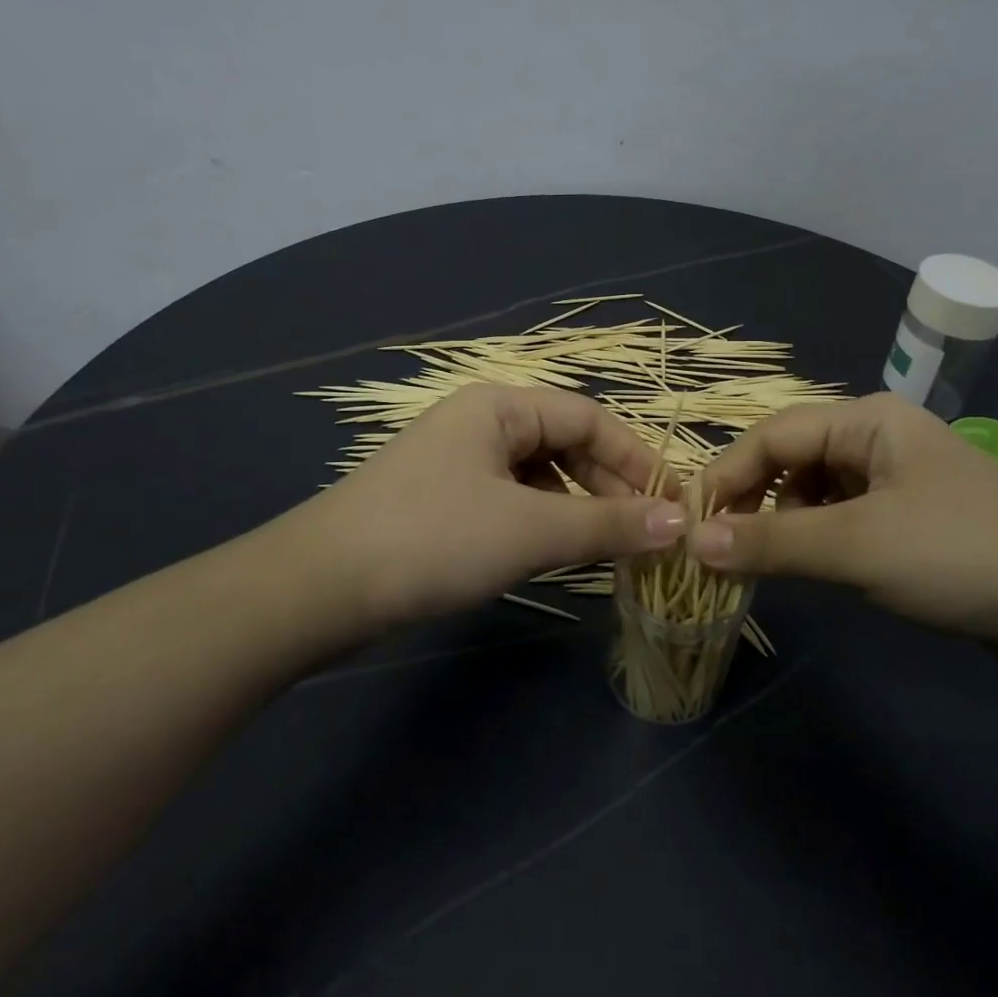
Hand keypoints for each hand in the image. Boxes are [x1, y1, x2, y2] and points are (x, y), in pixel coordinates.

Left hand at [289, 385, 686, 627]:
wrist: (317, 589)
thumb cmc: (433, 539)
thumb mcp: (530, 530)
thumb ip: (608, 524)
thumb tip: (680, 522)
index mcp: (501, 406)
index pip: (590, 419)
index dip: (637, 459)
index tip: (674, 505)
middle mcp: (482, 423)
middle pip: (566, 444)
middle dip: (610, 487)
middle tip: (647, 535)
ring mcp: (459, 463)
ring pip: (540, 477)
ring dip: (579, 508)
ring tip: (609, 548)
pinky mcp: (444, 502)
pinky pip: (513, 502)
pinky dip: (544, 523)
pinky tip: (555, 554)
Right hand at [693, 393, 997, 635]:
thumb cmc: (957, 554)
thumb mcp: (854, 546)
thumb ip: (768, 542)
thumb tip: (693, 543)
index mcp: (865, 419)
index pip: (772, 435)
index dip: (725, 476)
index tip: (689, 523)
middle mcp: (877, 436)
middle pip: (791, 458)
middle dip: (752, 501)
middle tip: (719, 548)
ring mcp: (896, 477)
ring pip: (814, 490)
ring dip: (782, 523)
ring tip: (763, 563)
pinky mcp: (909, 516)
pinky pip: (842, 517)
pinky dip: (815, 538)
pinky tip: (811, 566)